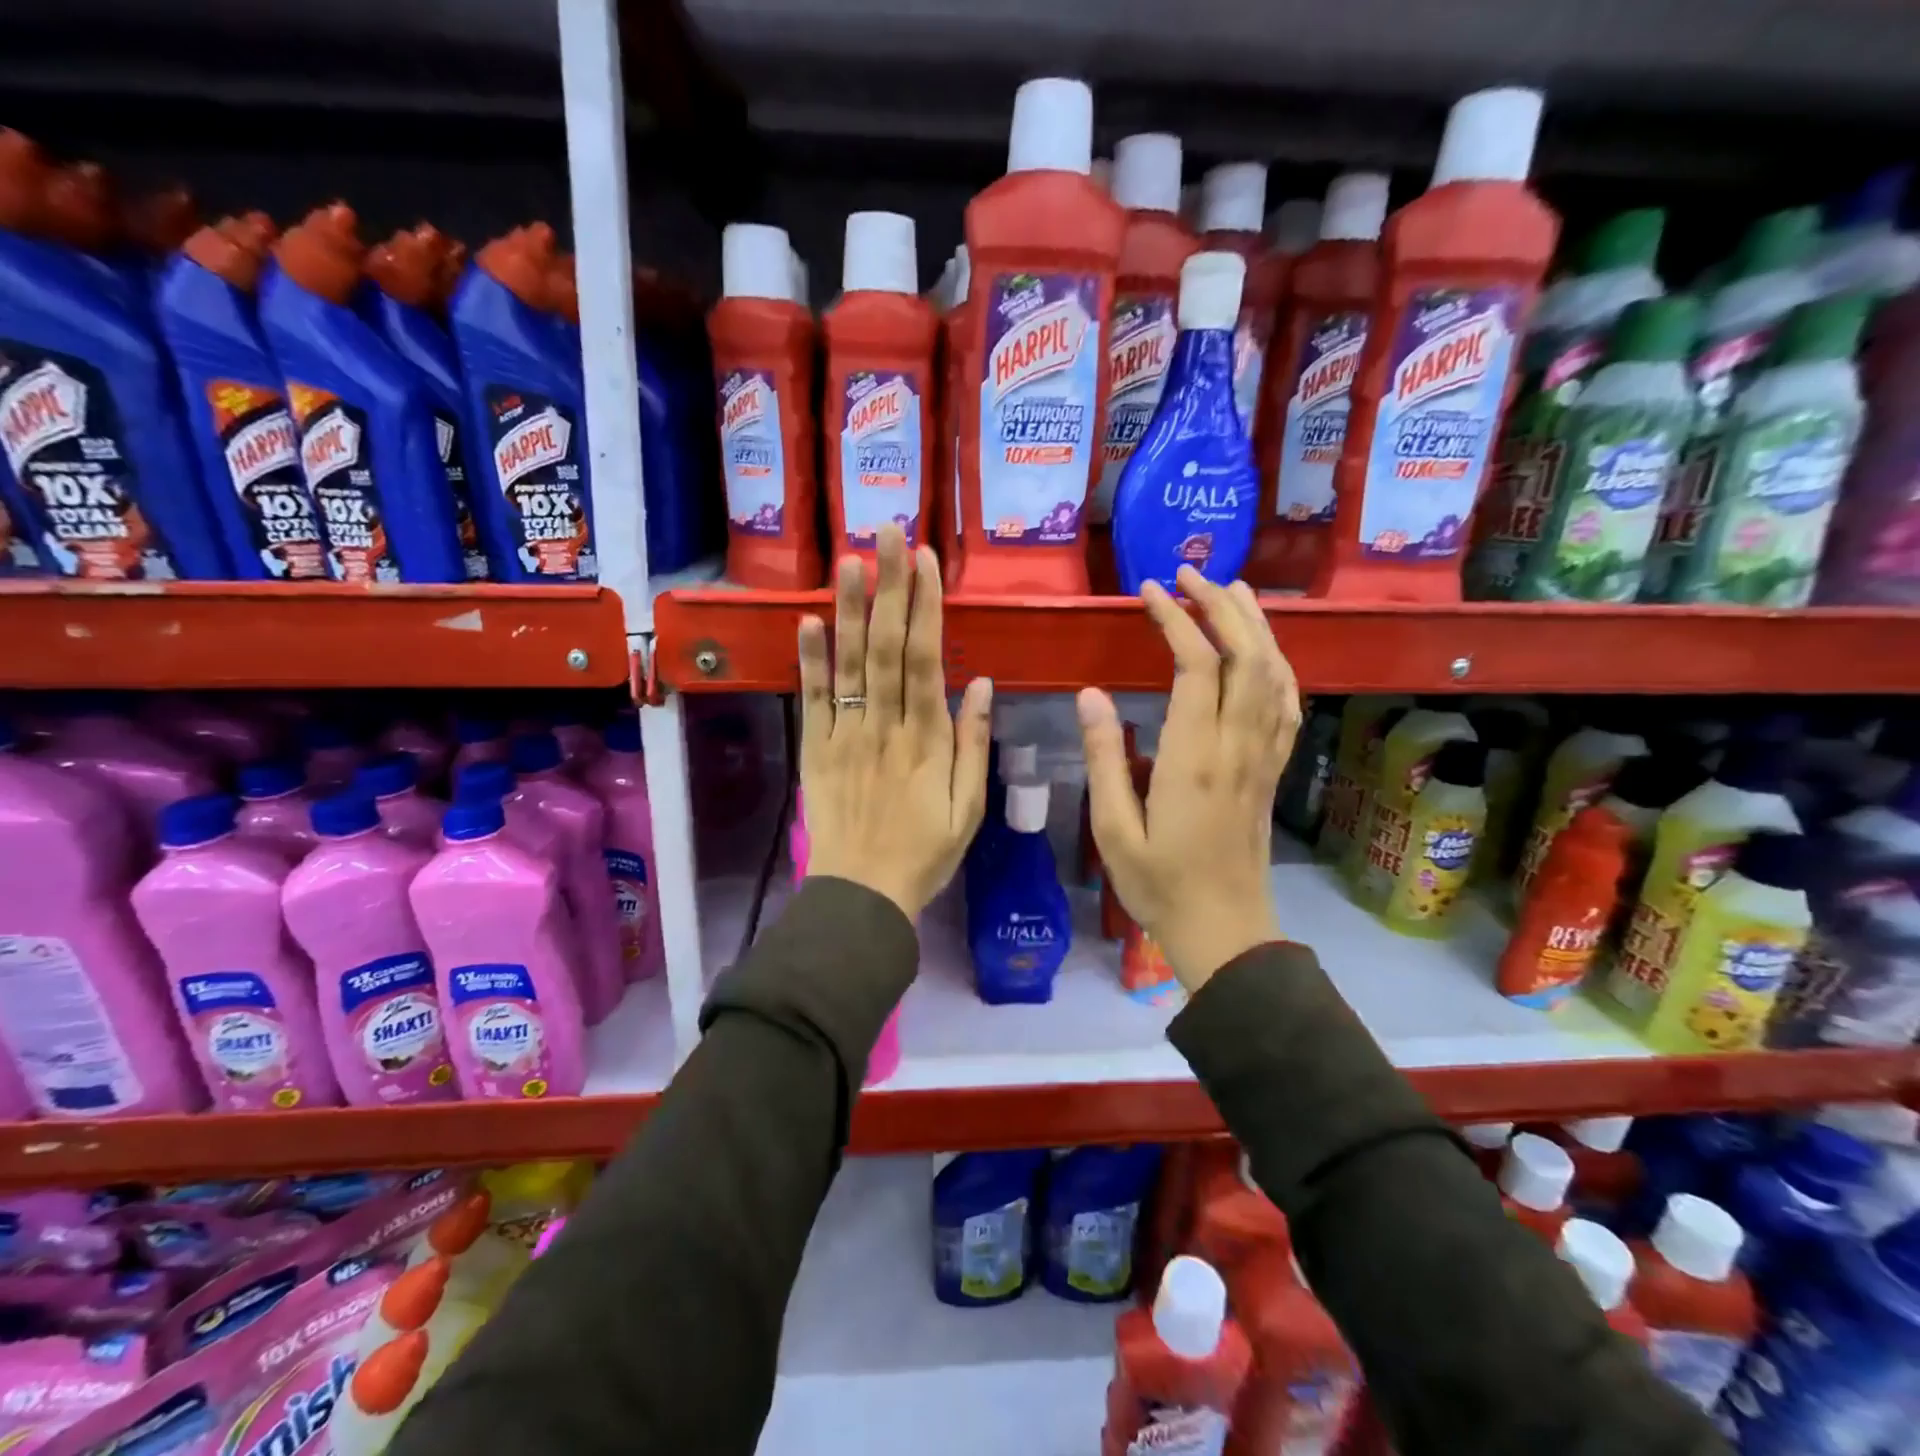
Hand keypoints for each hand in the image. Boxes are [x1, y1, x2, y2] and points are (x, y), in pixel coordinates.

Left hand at [797, 525, 992, 921]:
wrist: (862, 894)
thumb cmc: (925, 853)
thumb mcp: (969, 809)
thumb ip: (973, 744)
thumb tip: (980, 682)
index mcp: (926, 739)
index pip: (925, 659)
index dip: (925, 606)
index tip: (924, 560)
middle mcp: (884, 726)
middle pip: (885, 646)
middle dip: (888, 586)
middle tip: (887, 533)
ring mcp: (845, 734)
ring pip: (848, 663)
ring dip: (848, 608)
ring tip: (848, 559)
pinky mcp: (816, 748)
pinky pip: (812, 698)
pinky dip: (808, 659)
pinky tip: (806, 619)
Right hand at [1078, 568, 1300, 992]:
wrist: (1224, 929)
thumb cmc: (1158, 883)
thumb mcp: (1112, 828)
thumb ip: (1103, 758)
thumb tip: (1089, 695)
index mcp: (1193, 759)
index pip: (1196, 666)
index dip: (1176, 619)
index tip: (1149, 591)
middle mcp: (1236, 747)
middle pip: (1246, 656)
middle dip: (1220, 605)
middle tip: (1190, 573)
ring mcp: (1263, 757)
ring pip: (1274, 673)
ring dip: (1255, 625)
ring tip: (1230, 591)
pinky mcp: (1273, 770)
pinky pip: (1287, 704)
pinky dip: (1278, 664)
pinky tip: (1265, 651)